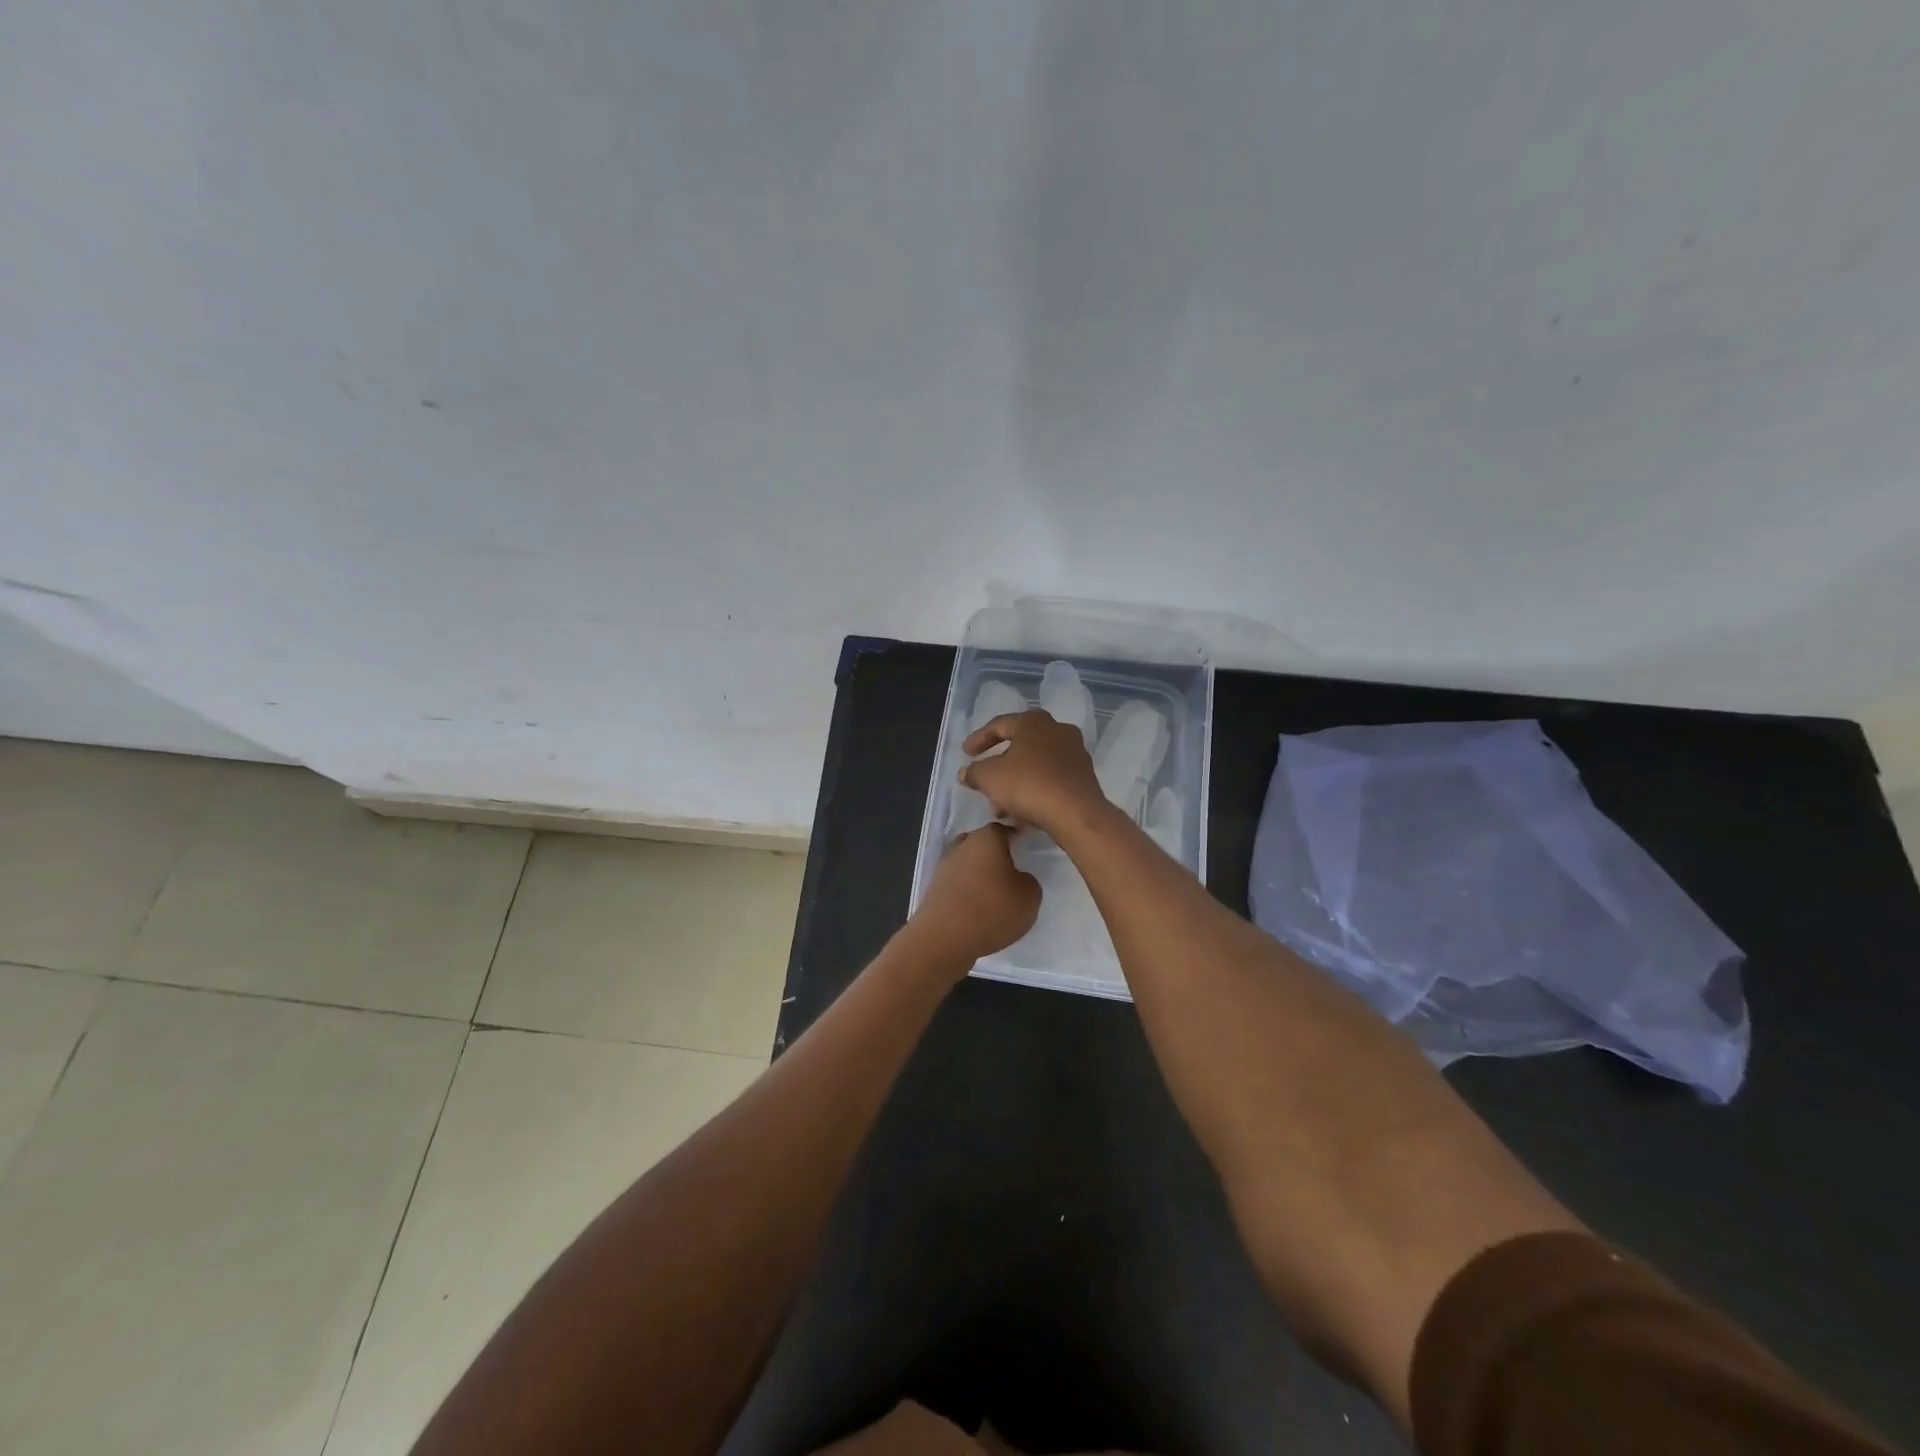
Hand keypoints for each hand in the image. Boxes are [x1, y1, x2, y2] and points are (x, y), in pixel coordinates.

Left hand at [906, 823, 1040, 970]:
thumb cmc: (992, 910)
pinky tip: (976, 907)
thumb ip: (1029, 881)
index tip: (1025, 849)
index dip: (1016, 837)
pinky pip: (956, 883)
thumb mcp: (1029, 897)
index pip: (1004, 829)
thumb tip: (1018, 878)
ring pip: (966, 862)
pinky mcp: (933, 889)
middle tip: (1010, 870)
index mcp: (986, 839)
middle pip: (981, 843)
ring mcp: (944, 867)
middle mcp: (962, 846)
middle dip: (994, 854)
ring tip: (993, 892)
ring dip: (978, 873)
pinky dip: (966, 891)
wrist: (944, 938)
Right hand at [960, 709, 1105, 833]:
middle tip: (983, 779)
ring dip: (1015, 782)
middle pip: (1019, 745)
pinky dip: (1034, 789)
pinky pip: (1050, 778)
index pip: (999, 725)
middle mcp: (1057, 730)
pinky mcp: (1084, 775)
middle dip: (999, 766)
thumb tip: (966, 772)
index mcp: (1033, 721)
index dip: (979, 739)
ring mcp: (1074, 752)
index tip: (965, 753)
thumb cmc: (1028, 784)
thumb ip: (974, 772)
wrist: (1075, 812)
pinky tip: (1022, 811)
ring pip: (1035, 765)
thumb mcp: (989, 777)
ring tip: (1000, 806)